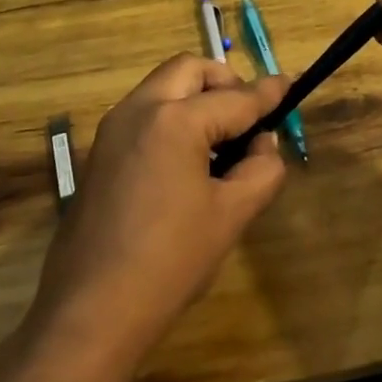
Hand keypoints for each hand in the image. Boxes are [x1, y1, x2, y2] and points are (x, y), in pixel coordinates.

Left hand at [29, 54, 288, 365]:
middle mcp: (138, 111)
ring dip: (197, 98)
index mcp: (174, 121)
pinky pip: (144, 115)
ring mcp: (112, 130)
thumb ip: (261, 169)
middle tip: (249, 118)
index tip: (290, 86)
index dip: (268, 94)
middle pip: (190, 70)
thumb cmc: (170, 262)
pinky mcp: (100, 154)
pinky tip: (189, 163)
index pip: (235, 98)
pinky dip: (173, 118)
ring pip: (163, 88)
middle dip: (225, 83)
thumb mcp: (232, 215)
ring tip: (223, 144)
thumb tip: (264, 145)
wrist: (92, 311)